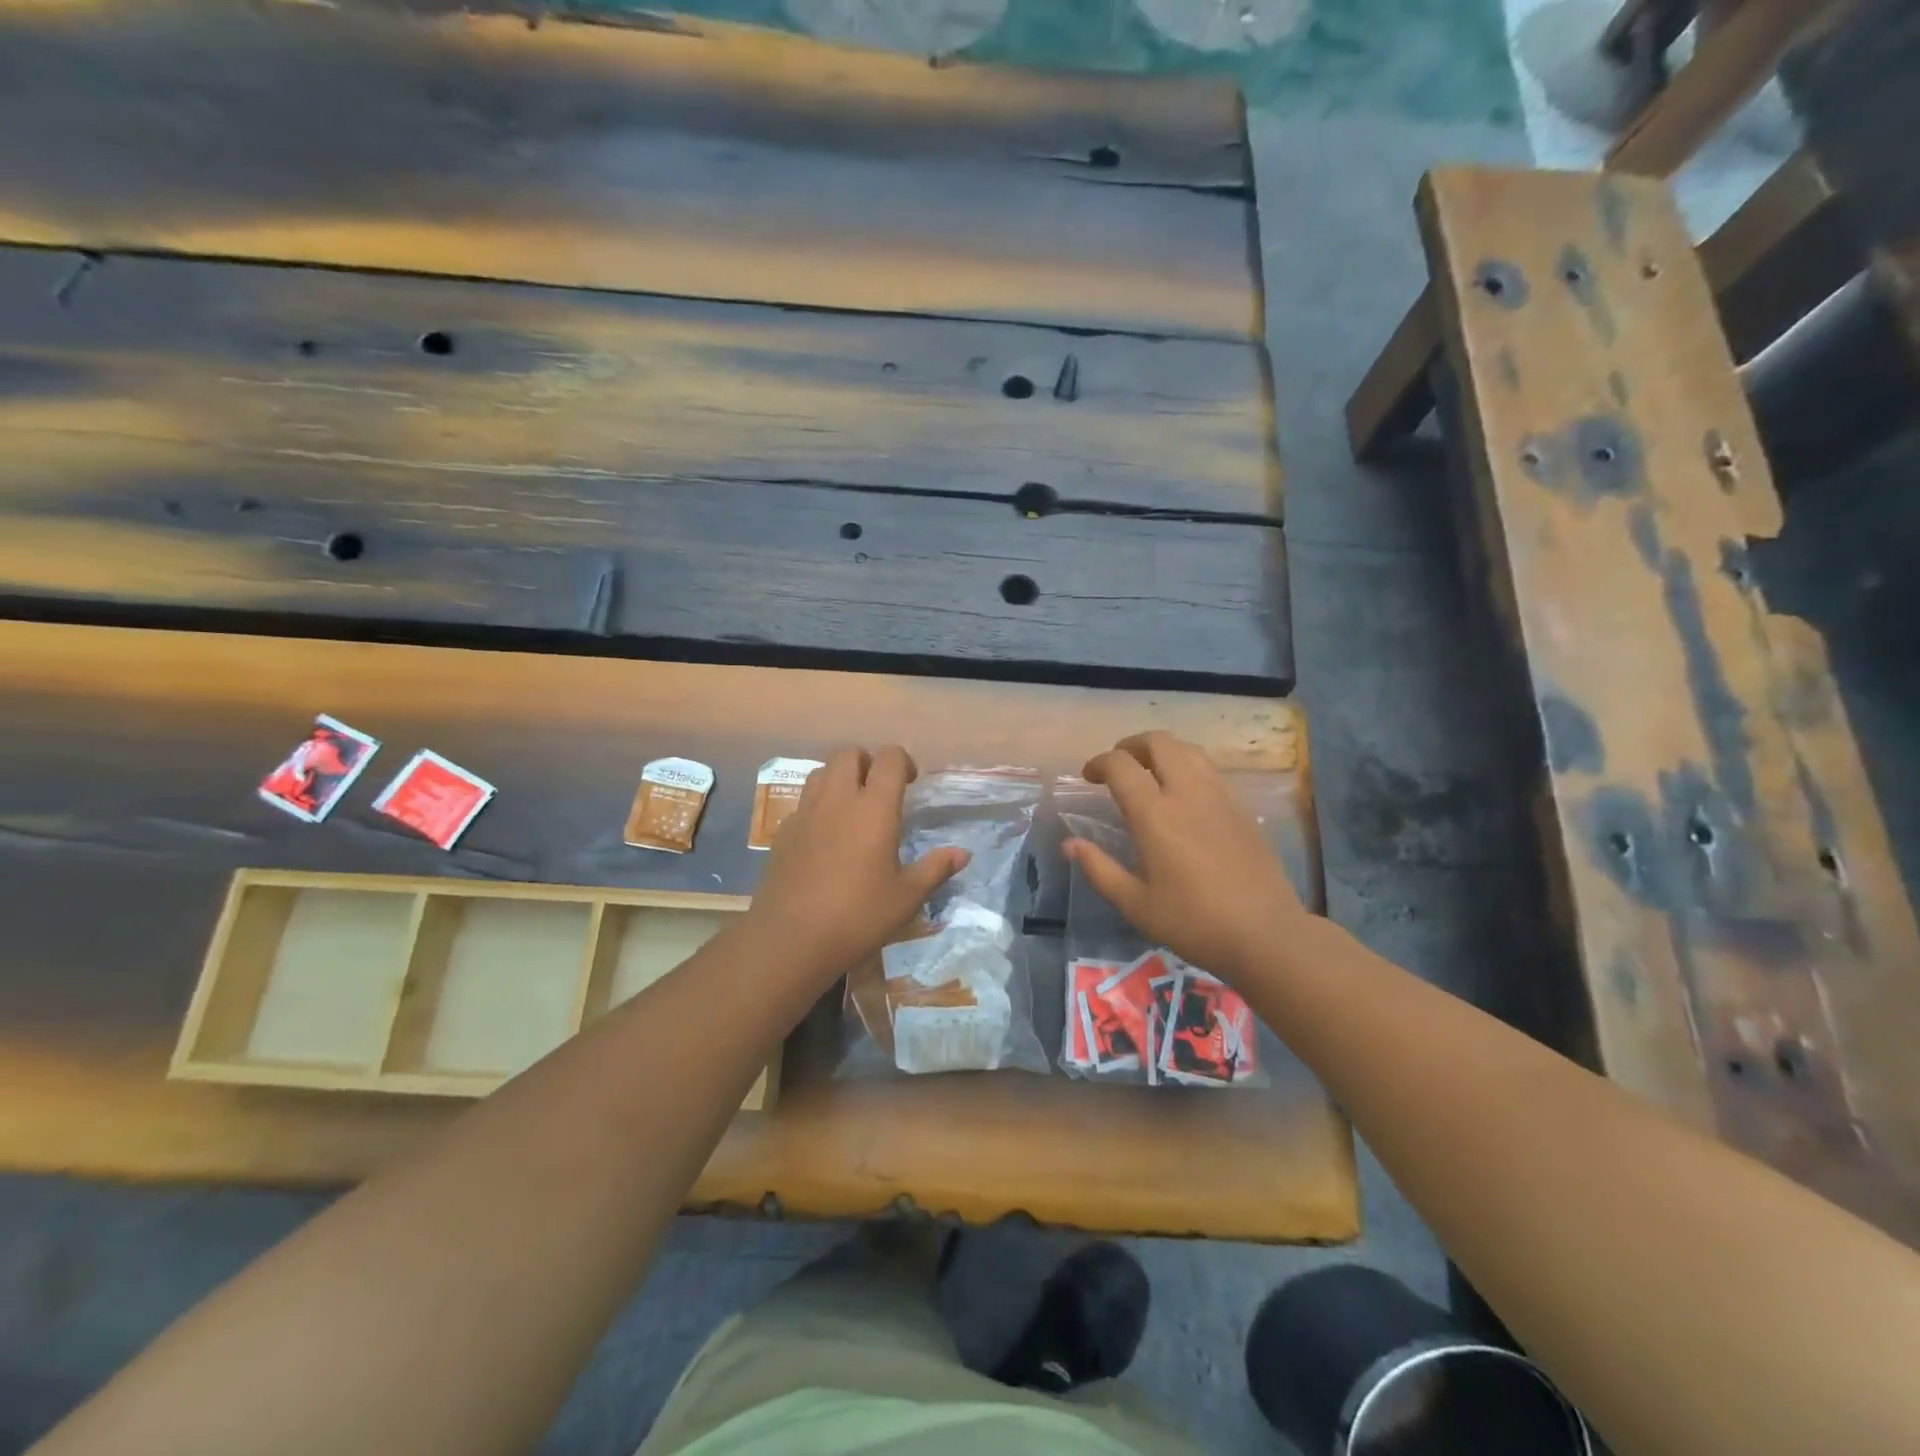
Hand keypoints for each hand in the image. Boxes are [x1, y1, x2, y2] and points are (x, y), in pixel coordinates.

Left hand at [741, 745, 968, 986]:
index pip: (888, 758)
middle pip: (848, 753)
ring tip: (852, 809)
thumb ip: (934, 869)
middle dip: (867, 762)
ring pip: (821, 772)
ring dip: (839, 778)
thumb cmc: (857, 916)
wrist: (790, 939)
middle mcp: (837, 799)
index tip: (910, 784)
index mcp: (874, 808)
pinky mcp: (783, 831)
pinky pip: (803, 801)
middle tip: (879, 791)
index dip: (902, 762)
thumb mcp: (906, 898)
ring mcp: (805, 813)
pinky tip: (826, 837)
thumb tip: (962, 853)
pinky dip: (818, 805)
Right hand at [1065, 731, 1307, 979]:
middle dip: (1132, 745)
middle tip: (1118, 765)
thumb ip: (1099, 869)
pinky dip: (1187, 767)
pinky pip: (1209, 769)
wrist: (1265, 933)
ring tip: (1149, 772)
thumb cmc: (1193, 922)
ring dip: (1162, 751)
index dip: (1099, 762)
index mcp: (1155, 814)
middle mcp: (1187, 793)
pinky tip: (1182, 795)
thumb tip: (1070, 845)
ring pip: (1188, 750)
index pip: (1121, 765)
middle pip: (1159, 742)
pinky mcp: (1241, 808)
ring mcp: (1219, 796)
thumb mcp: (1135, 904)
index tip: (1088, 776)